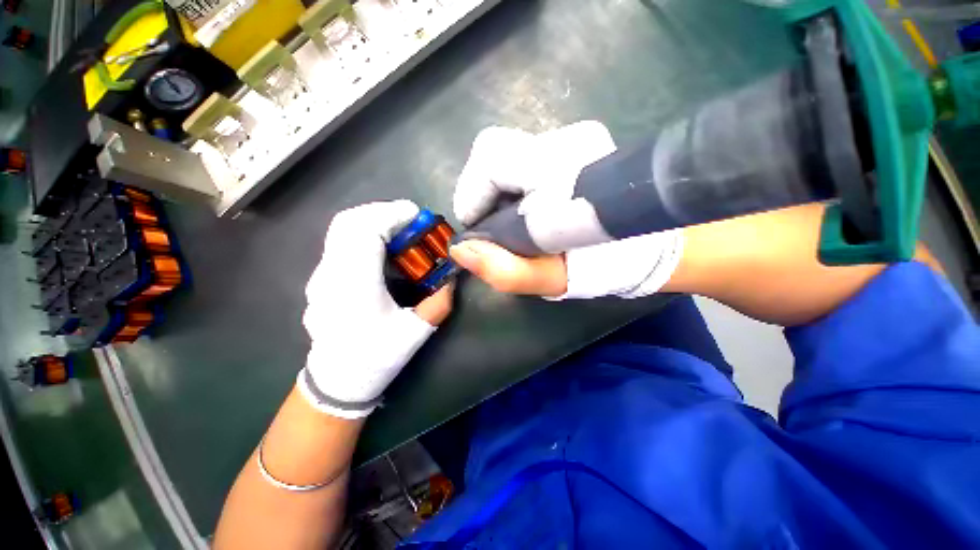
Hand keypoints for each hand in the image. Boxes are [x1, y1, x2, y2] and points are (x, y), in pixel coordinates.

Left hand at [299, 200, 453, 418]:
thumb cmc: (376, 358)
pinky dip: (364, 234)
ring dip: (373, 221)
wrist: (337, 380)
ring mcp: (321, 275)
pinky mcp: (322, 278)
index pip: (364, 232)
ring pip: (342, 230)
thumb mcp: (415, 333)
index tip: (416, 215)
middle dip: (382, 212)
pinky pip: (341, 242)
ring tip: (400, 230)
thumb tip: (454, 278)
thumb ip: (439, 303)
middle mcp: (331, 274)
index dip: (391, 216)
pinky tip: (384, 249)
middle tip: (410, 220)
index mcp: (355, 286)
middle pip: (348, 222)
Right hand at [450, 123, 683, 299]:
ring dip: (498, 190)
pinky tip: (527, 209)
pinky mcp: (576, 142)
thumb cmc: (603, 266)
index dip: (472, 194)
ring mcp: (574, 136)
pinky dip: (513, 184)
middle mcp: (568, 140)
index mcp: (561, 169)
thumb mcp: (551, 279)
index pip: (490, 158)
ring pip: (507, 154)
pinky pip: (523, 156)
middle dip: (482, 192)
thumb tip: (460, 249)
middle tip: (492, 227)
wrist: (648, 245)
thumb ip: (506, 270)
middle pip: (493, 151)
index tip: (477, 229)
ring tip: (513, 222)